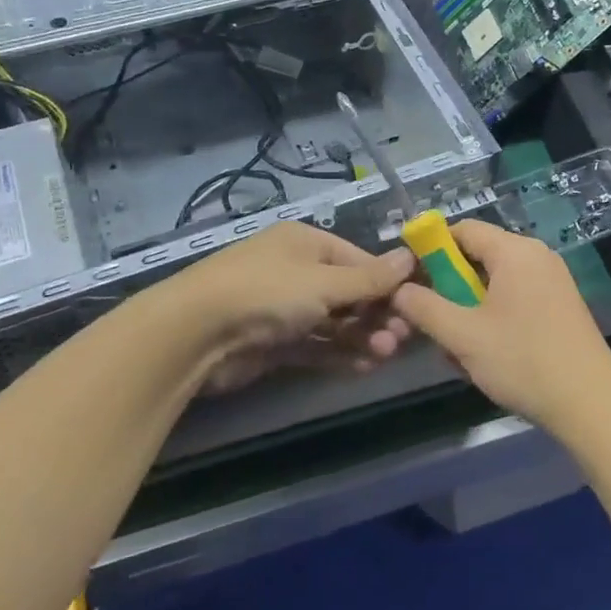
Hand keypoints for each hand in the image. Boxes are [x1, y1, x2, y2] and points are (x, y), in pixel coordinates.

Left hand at [163, 223, 415, 395]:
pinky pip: (316, 345)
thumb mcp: (324, 282)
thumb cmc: (267, 292)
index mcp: (306, 243)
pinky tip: (365, 366)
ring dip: (362, 336)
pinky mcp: (274, 342)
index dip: (388, 281)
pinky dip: (339, 353)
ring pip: (334, 322)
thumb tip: (410, 259)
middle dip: (376, 314)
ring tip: (385, 354)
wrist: (194, 335)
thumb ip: (369, 279)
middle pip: (349, 293)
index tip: (416, 303)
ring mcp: (284, 308)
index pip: (358, 259)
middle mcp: (296, 271)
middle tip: (401, 337)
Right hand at [390, 221, 610, 433]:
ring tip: (458, 348)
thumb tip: (399, 289)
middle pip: (478, 255)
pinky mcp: (559, 304)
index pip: (462, 230)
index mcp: (515, 251)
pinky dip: (493, 316)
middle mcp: (536, 256)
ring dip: (469, 308)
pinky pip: (515, 297)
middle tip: (431, 320)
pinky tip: (485, 353)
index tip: (409, 279)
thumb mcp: (463, 335)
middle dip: (449, 286)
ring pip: (495, 282)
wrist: (590, 402)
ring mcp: (552, 280)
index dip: (430, 249)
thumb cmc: (523, 360)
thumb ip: (425, 307)